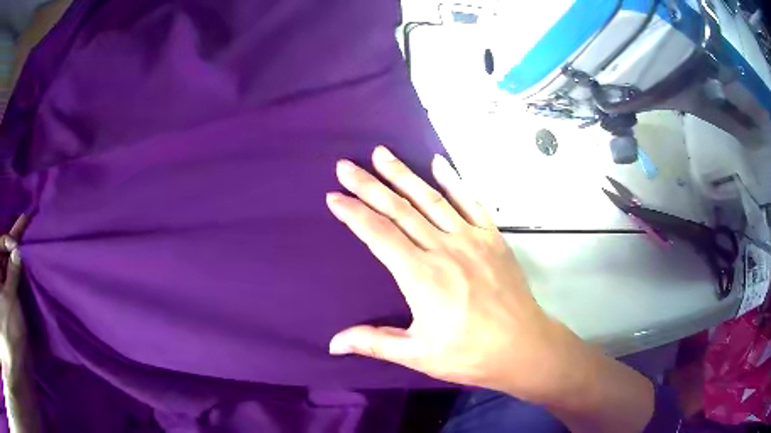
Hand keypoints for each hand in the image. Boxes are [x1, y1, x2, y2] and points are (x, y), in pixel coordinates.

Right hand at [325, 146, 584, 402]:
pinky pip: (470, 201)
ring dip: (403, 174)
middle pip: (399, 209)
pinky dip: (453, 180)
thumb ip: (374, 342)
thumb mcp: (418, 354)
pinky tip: (438, 163)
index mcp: (421, 277)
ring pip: (430, 198)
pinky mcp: (492, 237)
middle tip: (346, 165)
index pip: (378, 235)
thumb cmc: (470, 354)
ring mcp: (471, 238)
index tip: (334, 197)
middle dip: (368, 185)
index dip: (353, 213)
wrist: (523, 346)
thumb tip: (333, 343)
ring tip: (382, 154)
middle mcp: (443, 249)